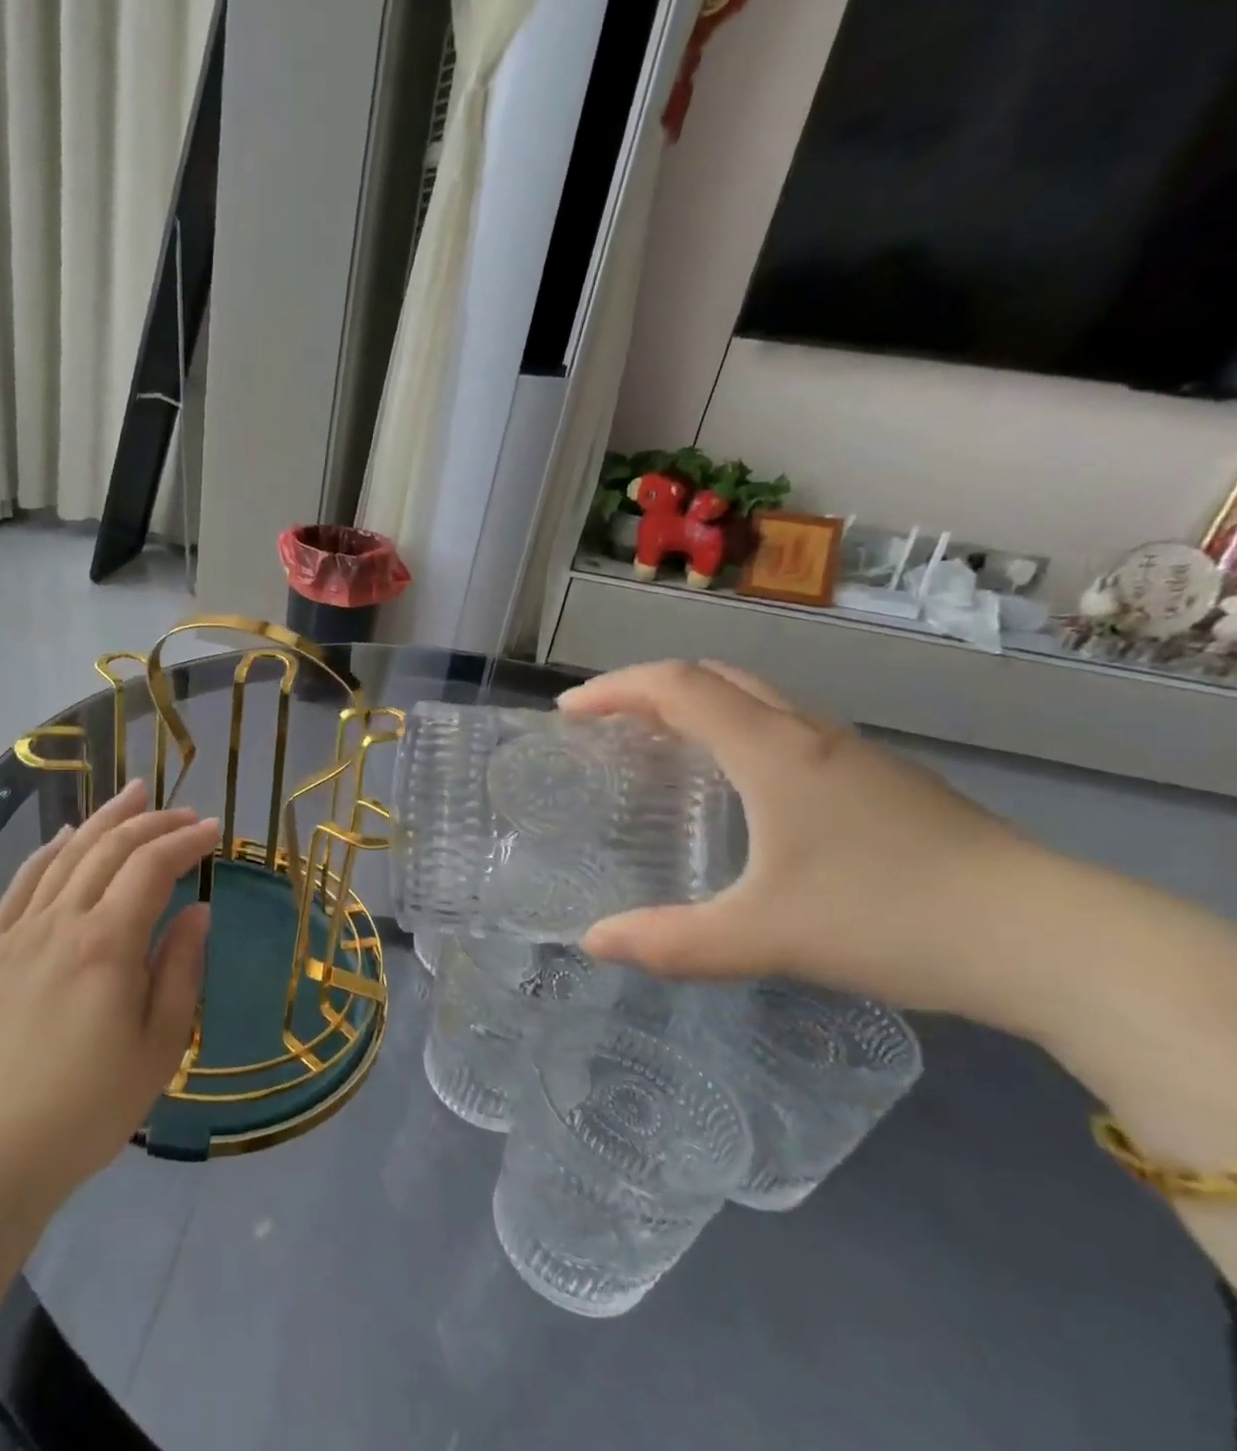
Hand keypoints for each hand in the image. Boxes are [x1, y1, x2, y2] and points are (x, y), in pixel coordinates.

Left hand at [0, 780, 219, 1211]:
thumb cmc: (89, 1107)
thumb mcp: (159, 1047)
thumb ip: (181, 970)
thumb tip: (198, 912)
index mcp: (107, 944)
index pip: (152, 868)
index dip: (185, 842)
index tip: (214, 831)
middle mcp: (61, 922)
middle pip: (109, 849)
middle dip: (152, 822)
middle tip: (185, 812)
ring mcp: (20, 931)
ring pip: (67, 854)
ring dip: (104, 820)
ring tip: (134, 794)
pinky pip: (24, 883)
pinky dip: (49, 850)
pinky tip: (66, 836)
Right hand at [559, 661, 1041, 1030]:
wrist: (1053, 940)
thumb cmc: (892, 918)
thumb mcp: (765, 937)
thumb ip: (672, 941)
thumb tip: (593, 942)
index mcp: (773, 751)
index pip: (677, 686)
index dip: (614, 689)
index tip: (569, 712)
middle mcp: (808, 735)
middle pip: (715, 678)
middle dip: (647, 688)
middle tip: (604, 724)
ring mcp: (852, 754)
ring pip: (756, 701)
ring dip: (695, 706)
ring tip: (656, 747)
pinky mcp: (880, 780)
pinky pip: (785, 730)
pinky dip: (735, 732)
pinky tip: (736, 788)